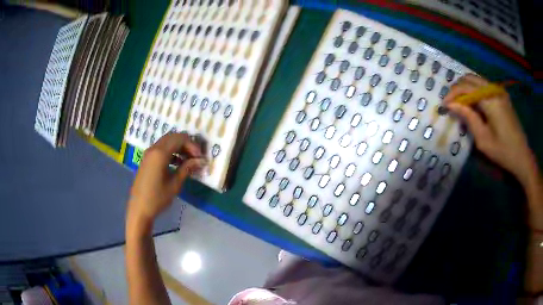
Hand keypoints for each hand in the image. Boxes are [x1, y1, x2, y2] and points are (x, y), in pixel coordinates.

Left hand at [127, 132, 205, 226]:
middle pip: (173, 137)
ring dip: (179, 147)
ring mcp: (149, 153)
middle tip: (196, 156)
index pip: (180, 139)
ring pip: (167, 142)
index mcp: (160, 153)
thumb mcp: (175, 184)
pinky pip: (161, 148)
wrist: (139, 208)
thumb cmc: (157, 198)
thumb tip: (201, 161)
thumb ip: (187, 168)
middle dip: (186, 144)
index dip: (192, 145)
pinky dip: (171, 151)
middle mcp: (153, 149)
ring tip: (189, 160)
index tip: (200, 157)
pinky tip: (178, 163)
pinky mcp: (147, 159)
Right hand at [444, 74, 537, 185]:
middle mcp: (494, 90)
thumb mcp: (483, 140)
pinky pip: (484, 85)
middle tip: (451, 102)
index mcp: (491, 101)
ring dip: (466, 88)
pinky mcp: (502, 95)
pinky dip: (475, 90)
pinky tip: (472, 102)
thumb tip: (452, 105)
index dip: (453, 93)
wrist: (522, 156)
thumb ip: (469, 118)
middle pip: (470, 78)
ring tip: (460, 102)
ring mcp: (499, 91)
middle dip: (458, 88)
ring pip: (477, 80)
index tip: (444, 104)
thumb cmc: (503, 152)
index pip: (466, 87)